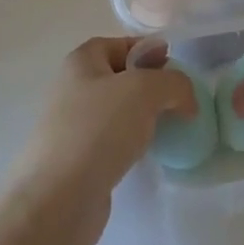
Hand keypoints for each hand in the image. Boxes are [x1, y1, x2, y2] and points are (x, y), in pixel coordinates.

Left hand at [9, 37, 194, 244]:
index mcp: (81, 61)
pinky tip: (147, 155)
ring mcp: (73, 127)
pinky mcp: (78, 161)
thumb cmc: (98, 129)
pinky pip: (112, 142)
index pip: (120, 44)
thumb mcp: (146, 90)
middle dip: (152, 86)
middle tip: (179, 101)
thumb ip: (175, 83)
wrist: (58, 200)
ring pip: (118, 112)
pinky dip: (132, 145)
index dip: (149, 51)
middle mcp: (73, 88)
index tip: (176, 69)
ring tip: (168, 129)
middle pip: (121, 77)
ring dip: (144, 118)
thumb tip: (185, 100)